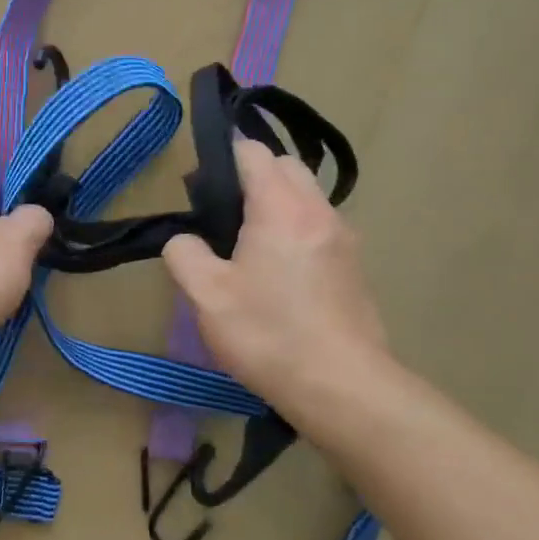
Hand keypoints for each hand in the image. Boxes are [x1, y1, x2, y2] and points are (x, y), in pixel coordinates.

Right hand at [163, 140, 390, 421]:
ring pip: (307, 196)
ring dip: (279, 204)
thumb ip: (184, 255)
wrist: (344, 388)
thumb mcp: (207, 296)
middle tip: (224, 215)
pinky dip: (298, 230)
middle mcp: (319, 211)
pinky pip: (320, 227)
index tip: (202, 186)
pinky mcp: (355, 267)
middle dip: (254, 175)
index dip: (224, 157)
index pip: (253, 151)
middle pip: (286, 166)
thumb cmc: (269, 335)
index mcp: (281, 207)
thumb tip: (184, 240)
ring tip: (250, 246)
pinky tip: (280, 274)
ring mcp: (344, 238)